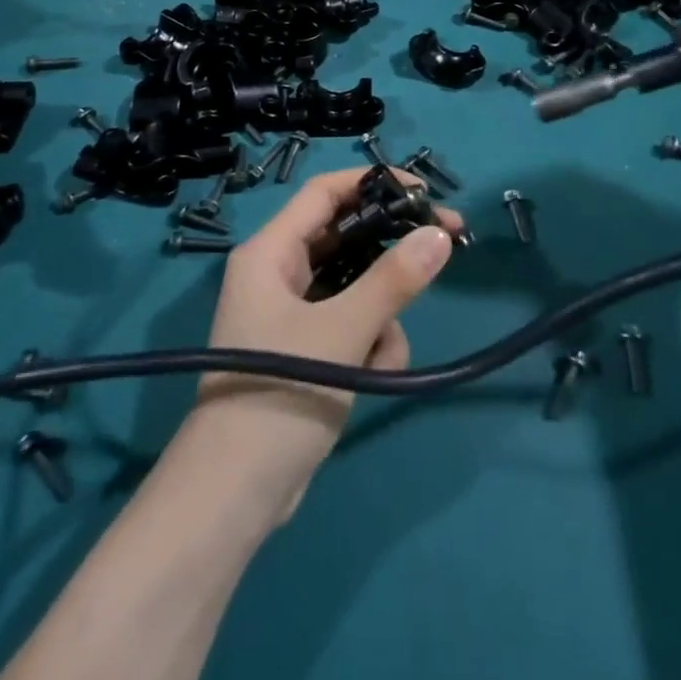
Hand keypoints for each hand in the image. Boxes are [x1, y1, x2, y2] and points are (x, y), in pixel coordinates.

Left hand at [186, 168, 458, 521]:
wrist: (235, 496)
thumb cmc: (280, 392)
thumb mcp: (343, 331)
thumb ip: (393, 281)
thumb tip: (439, 235)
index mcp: (271, 252)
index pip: (325, 193)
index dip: (373, 182)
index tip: (424, 191)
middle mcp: (279, 272)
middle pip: (347, 239)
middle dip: (392, 252)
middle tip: (445, 244)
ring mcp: (292, 313)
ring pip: (357, 288)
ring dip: (381, 317)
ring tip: (379, 355)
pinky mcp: (307, 349)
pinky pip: (351, 325)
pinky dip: (368, 346)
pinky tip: (369, 377)